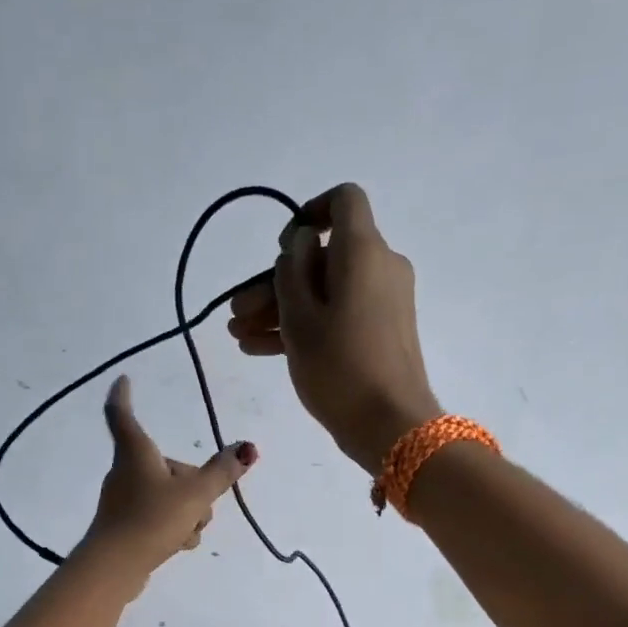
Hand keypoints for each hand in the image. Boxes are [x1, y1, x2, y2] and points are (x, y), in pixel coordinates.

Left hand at [78, 376, 257, 588]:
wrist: (116, 567)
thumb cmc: (152, 519)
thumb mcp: (196, 494)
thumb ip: (222, 472)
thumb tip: (247, 448)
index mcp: (136, 452)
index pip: (122, 414)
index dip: (123, 395)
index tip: (122, 379)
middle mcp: (126, 471)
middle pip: (167, 466)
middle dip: (192, 485)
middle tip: (200, 505)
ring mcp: (124, 500)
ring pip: (168, 495)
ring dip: (187, 511)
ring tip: (186, 530)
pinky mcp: (125, 525)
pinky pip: (159, 517)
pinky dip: (174, 528)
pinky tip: (176, 544)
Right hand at [226, 182, 441, 472]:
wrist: (391, 426)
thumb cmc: (339, 367)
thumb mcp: (300, 318)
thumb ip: (291, 271)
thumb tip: (301, 244)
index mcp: (363, 251)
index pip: (343, 200)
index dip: (309, 212)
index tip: (283, 247)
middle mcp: (379, 266)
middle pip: (322, 257)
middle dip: (274, 281)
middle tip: (236, 312)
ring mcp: (382, 301)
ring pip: (325, 290)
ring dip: (280, 309)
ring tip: (238, 336)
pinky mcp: (380, 331)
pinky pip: (338, 314)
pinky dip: (304, 325)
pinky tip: (258, 348)